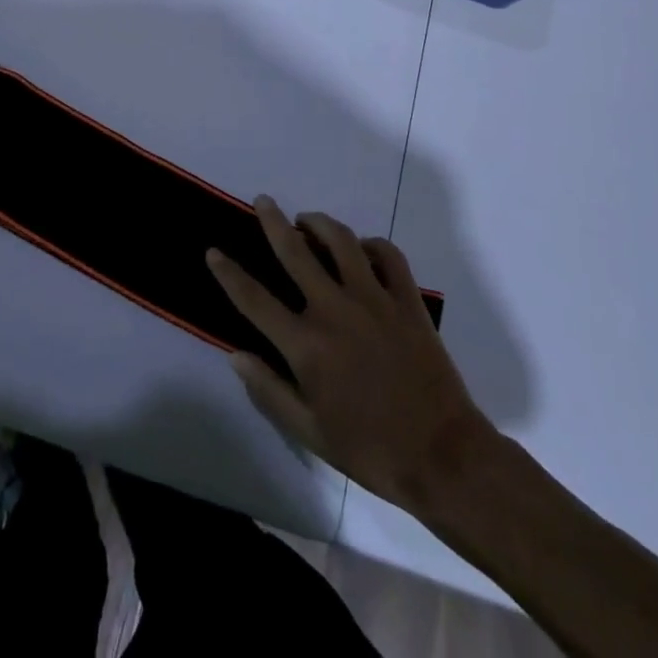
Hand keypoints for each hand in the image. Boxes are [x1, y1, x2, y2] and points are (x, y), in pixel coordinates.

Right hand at [207, 196, 488, 512]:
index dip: (229, 273)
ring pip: (341, 241)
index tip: (213, 251)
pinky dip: (372, 244)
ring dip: (319, 223)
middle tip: (263, 200)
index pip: (255, 299)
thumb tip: (236, 356)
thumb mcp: (310, 432)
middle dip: (273, 222)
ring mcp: (374, 299)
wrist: (443, 457)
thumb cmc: (371, 450)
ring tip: (307, 220)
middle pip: (295, 251)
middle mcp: (335, 310)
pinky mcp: (407, 300)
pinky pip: (388, 255)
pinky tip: (362, 249)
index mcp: (306, 345)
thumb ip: (269, 391)